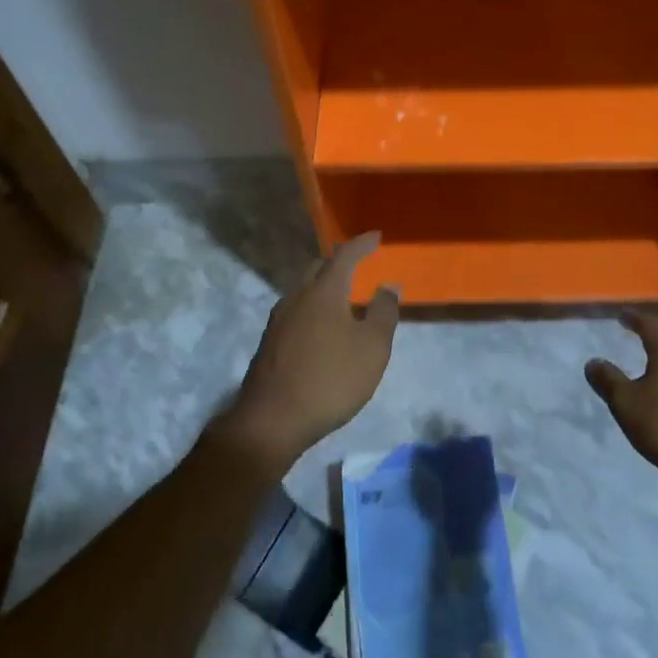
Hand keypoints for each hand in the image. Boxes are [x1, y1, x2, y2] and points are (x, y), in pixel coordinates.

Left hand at [219, 232, 399, 471]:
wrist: (270, 421)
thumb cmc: (330, 380)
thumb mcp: (372, 348)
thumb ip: (384, 312)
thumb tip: (389, 284)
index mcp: (323, 292)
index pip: (344, 255)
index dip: (362, 244)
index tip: (376, 236)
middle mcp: (297, 297)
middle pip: (318, 267)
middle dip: (339, 261)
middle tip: (358, 263)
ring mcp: (278, 320)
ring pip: (304, 289)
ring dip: (324, 285)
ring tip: (342, 296)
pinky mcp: (269, 342)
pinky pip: (296, 310)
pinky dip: (313, 307)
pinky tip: (321, 327)